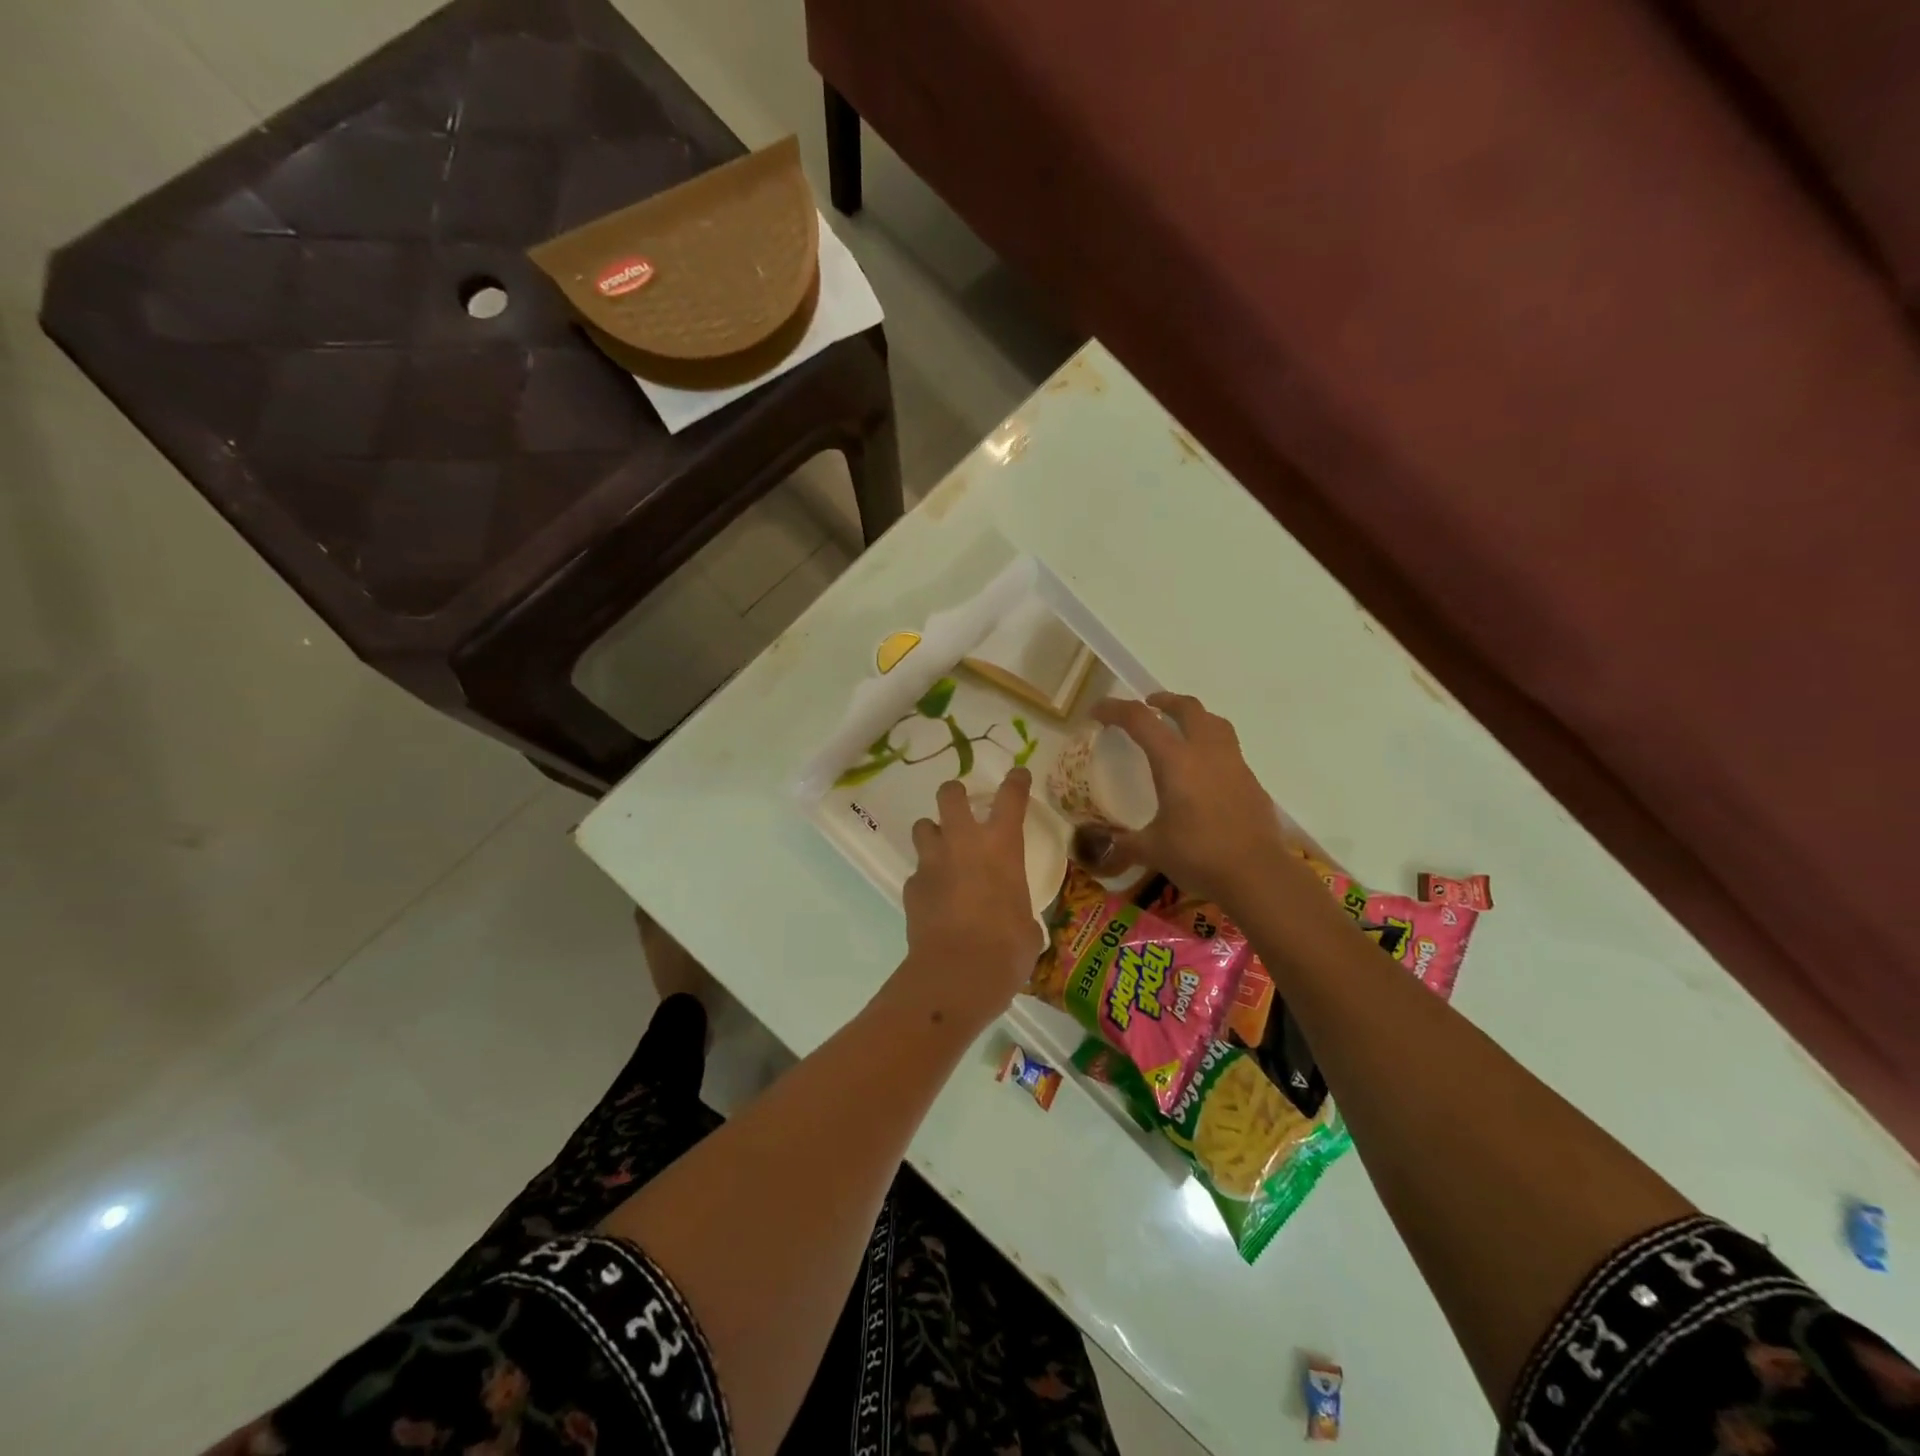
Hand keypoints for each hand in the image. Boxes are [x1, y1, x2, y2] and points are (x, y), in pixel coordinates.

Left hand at [893, 769, 1042, 1031]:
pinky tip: (935, 899)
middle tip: (962, 806)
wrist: (957, 973)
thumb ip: (1020, 912)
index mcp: (1001, 846)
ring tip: (943, 852)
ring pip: (924, 827)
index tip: (1018, 774)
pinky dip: (926, 880)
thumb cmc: (1007, 948)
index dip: (1016, 782)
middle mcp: (963, 843)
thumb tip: (1018, 924)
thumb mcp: (1027, 927)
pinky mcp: (911, 887)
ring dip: (934, 834)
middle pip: (950, 795)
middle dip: (955, 794)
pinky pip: (917, 872)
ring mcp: (932, 863)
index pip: (1011, 797)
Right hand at [1089, 693, 1295, 908]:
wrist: (1257, 874)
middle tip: (1149, 706)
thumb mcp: (1152, 850)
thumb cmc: (1199, 855)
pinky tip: (1203, 772)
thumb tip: (1105, 846)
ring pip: (1215, 723)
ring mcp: (1234, 764)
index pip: (1140, 720)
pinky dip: (1211, 747)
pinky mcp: (1251, 781)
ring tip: (1180, 729)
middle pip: (1187, 708)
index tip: (1097, 711)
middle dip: (1164, 701)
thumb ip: (1126, 843)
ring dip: (1194, 717)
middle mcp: (1206, 752)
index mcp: (1175, 761)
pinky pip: (1229, 750)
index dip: (1115, 709)